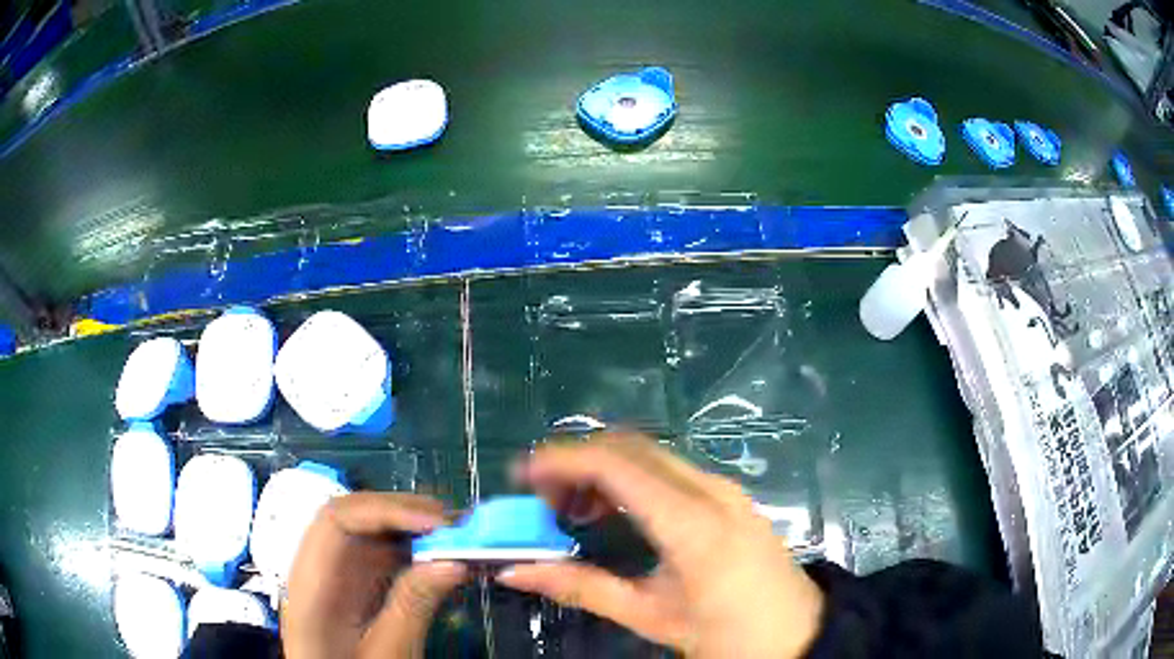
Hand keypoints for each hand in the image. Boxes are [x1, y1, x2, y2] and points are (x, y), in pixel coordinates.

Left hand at [282, 493, 467, 658]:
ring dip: (409, 529)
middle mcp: (317, 568)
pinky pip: (376, 555)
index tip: (435, 523)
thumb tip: (452, 563)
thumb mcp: (386, 653)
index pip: (337, 519)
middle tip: (455, 524)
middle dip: (403, 513)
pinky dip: (408, 551)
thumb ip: (412, 607)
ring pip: (367, 533)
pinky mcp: (349, 586)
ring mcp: (332, 575)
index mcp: (311, 583)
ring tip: (453, 536)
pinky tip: (435, 558)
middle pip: (352, 517)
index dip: (385, 510)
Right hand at [498, 433, 824, 657]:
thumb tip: (516, 570)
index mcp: (691, 523)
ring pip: (652, 454)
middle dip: (579, 460)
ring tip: (572, 508)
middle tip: (542, 497)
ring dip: (605, 468)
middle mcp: (710, 490)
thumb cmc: (726, 635)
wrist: (797, 636)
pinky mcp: (731, 498)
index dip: (563, 461)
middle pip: (632, 448)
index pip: (617, 465)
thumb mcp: (651, 616)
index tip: (522, 476)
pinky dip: (632, 477)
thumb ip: (581, 588)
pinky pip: (672, 470)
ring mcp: (726, 489)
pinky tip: (616, 511)